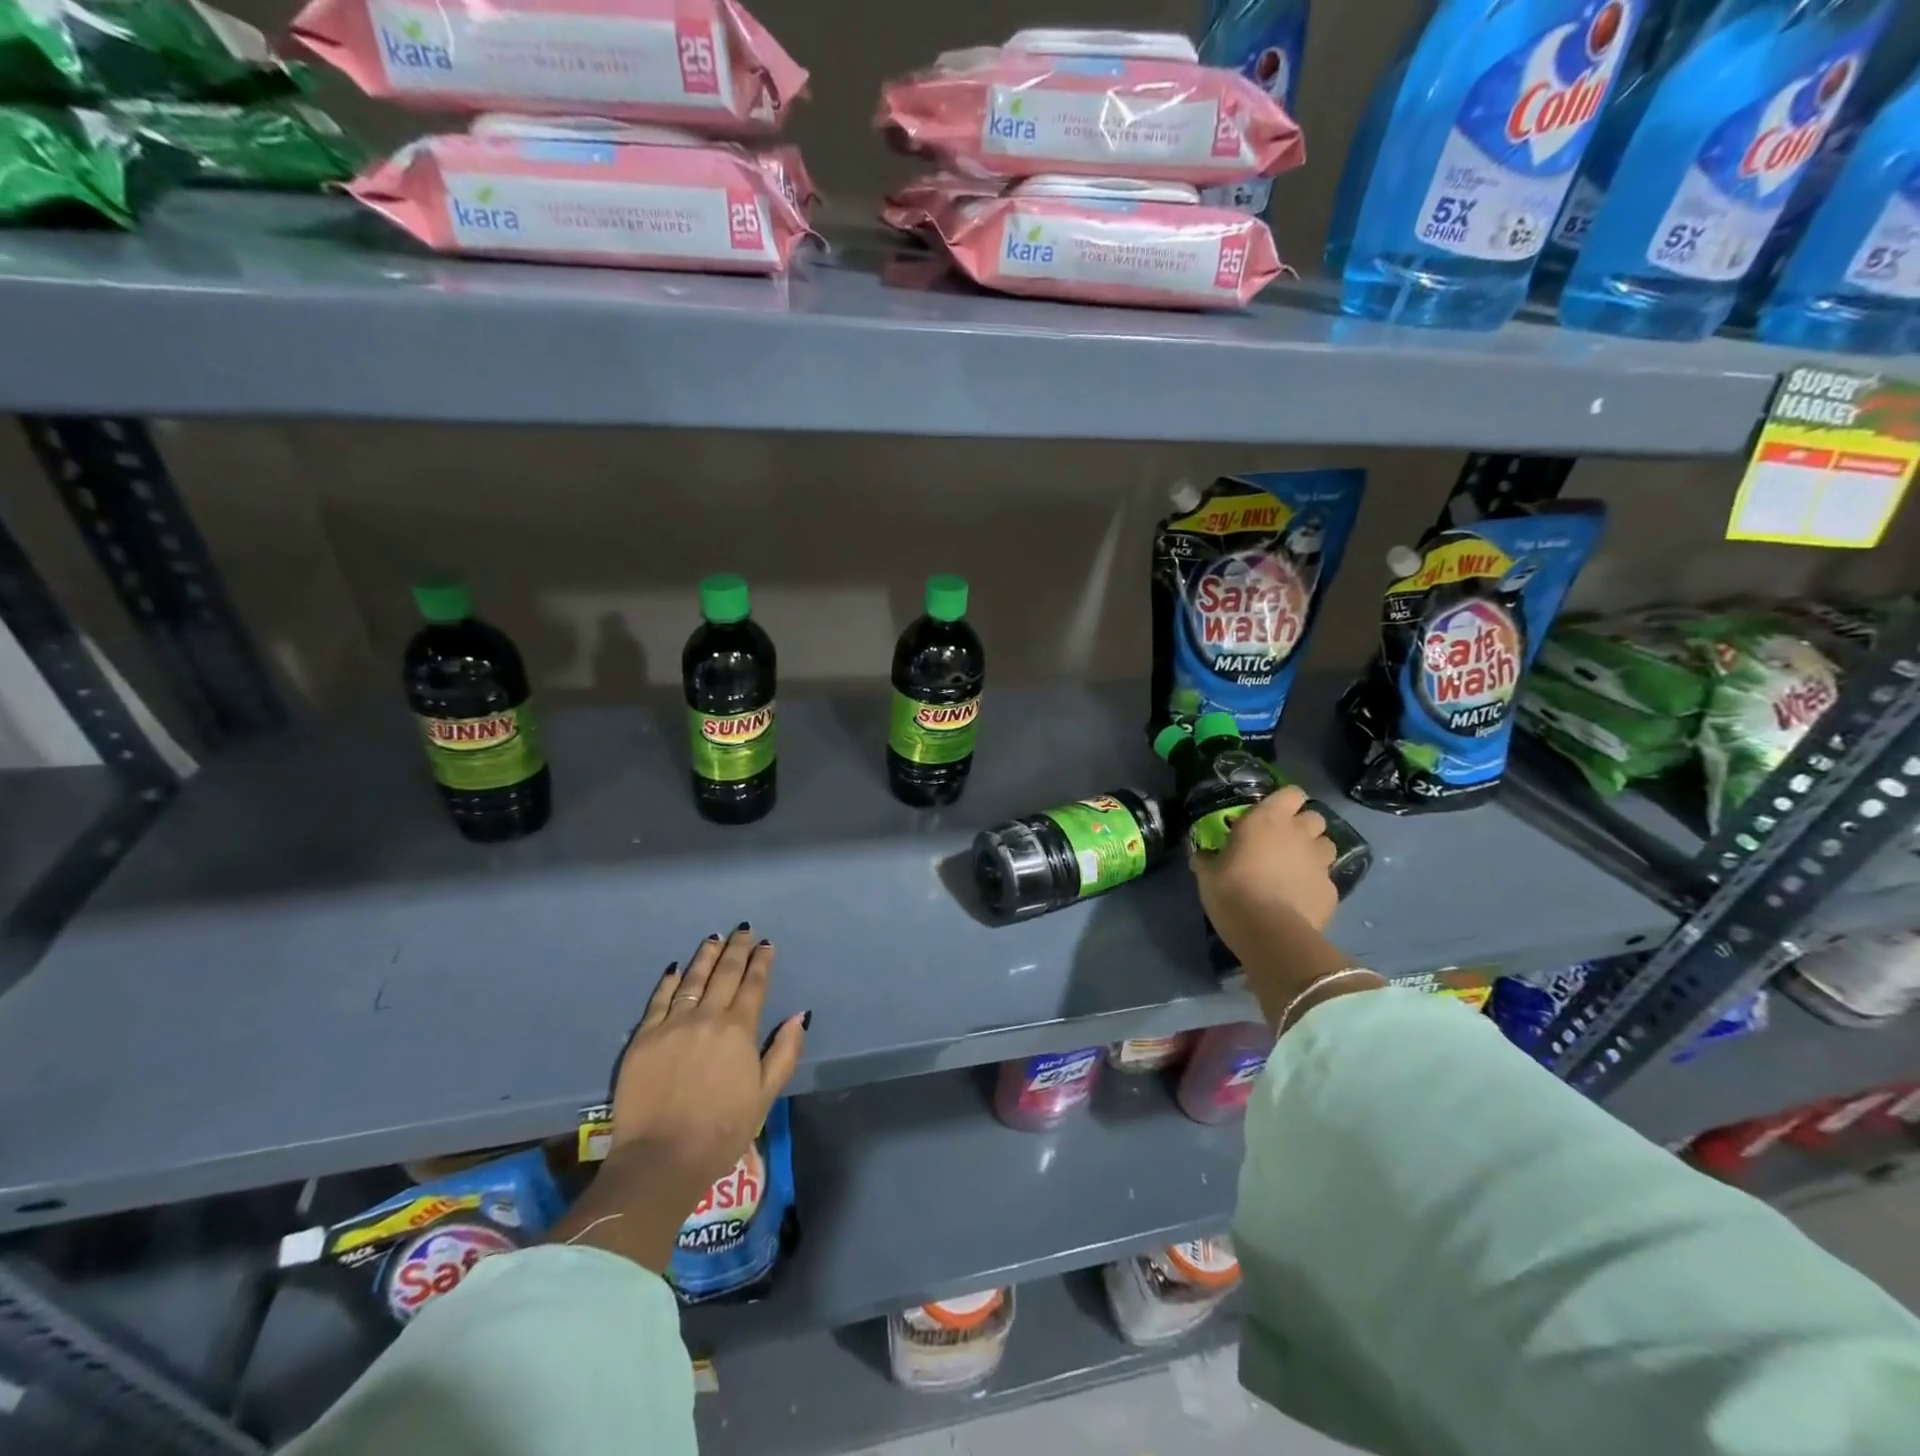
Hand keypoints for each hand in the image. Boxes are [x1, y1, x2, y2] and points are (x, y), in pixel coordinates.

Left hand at [549, 924, 807, 1271]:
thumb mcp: (765, 1095)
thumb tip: (800, 1015)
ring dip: (706, 956)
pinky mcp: (643, 1038)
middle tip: (743, 931)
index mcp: (738, 1030)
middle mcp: (706, 1017)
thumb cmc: (722, 1131)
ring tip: (715, 938)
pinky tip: (676, 968)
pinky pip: (659, 999)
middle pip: (724, 974)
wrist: (661, 1160)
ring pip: (692, 979)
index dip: (762, 962)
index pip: (754, 985)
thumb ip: (784, 1051)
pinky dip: (669, 981)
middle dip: (737, 949)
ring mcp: (671, 1025)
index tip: (766, 945)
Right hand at [1191, 789, 1358, 1030]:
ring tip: (1296, 868)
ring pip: (1327, 845)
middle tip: (1284, 842)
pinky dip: (1315, 884)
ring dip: (1314, 851)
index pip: (1291, 793)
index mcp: (1267, 819)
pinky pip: (1326, 879)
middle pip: (1314, 816)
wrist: (1270, 934)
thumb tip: (1200, 854)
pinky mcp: (1332, 890)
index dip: (1285, 801)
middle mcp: (1299, 833)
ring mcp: (1320, 862)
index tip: (1272, 813)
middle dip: (1303, 826)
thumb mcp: (1207, 874)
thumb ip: (1207, 858)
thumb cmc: (1232, 892)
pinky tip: (1300, 898)